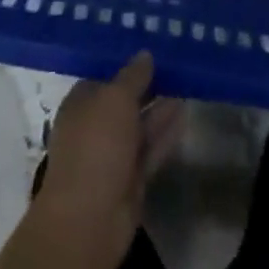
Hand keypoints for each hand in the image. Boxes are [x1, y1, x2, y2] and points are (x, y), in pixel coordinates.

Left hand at [38, 53, 183, 256]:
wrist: (90, 219)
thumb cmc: (96, 146)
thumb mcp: (115, 98)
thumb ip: (133, 76)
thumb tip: (145, 54)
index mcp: (81, 104)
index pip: (104, 76)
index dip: (127, 64)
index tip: (154, 48)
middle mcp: (94, 127)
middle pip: (124, 100)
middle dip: (148, 84)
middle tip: (178, 62)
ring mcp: (112, 155)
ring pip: (140, 124)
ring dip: (161, 107)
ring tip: (187, 82)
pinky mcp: (131, 178)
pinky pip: (151, 148)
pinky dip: (166, 132)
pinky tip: (185, 112)